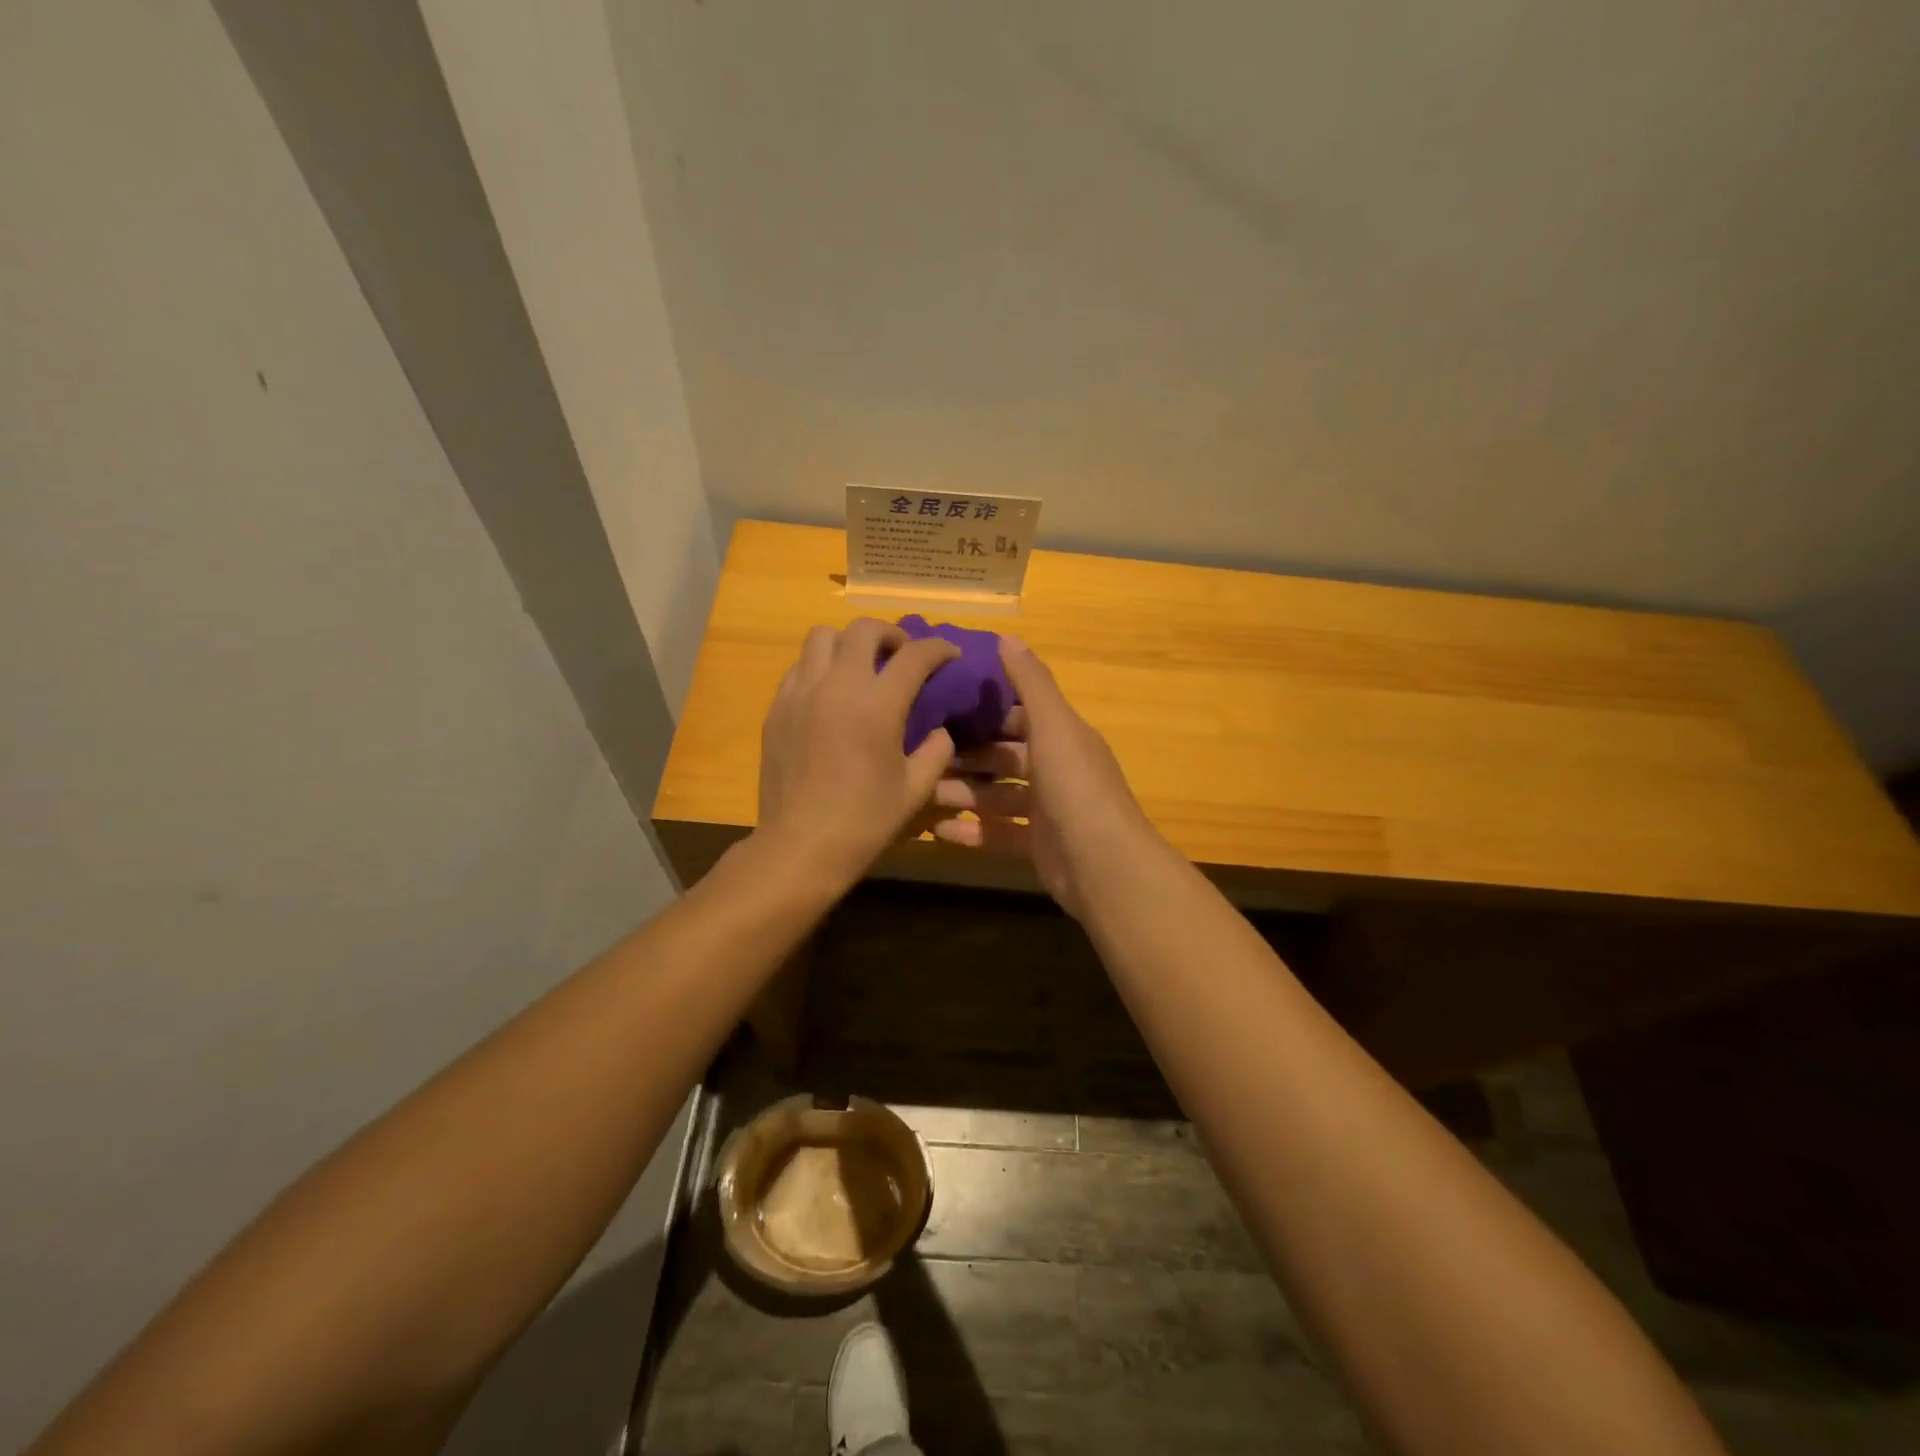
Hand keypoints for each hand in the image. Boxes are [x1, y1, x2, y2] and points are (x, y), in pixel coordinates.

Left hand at [756, 618, 960, 887]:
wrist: (800, 846)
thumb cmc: (864, 821)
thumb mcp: (916, 790)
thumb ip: (936, 751)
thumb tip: (939, 729)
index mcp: (877, 705)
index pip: (915, 655)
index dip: (939, 648)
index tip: (950, 655)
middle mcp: (836, 685)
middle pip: (864, 629)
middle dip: (891, 634)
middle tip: (902, 657)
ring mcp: (801, 693)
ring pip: (822, 636)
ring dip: (849, 643)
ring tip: (862, 668)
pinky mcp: (777, 707)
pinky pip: (800, 666)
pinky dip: (821, 666)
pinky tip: (831, 694)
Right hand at [928, 636, 1160, 918]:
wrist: (1104, 866)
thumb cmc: (1076, 787)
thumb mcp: (1054, 726)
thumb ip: (1031, 683)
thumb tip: (1007, 637)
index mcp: (1063, 737)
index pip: (1020, 714)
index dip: (987, 708)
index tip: (944, 701)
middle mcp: (1056, 769)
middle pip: (1003, 756)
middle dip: (966, 754)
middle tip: (921, 750)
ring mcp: (1047, 811)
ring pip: (996, 796)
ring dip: (962, 792)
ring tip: (921, 790)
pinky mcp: (1037, 846)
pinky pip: (997, 834)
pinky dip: (970, 831)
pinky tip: (937, 831)